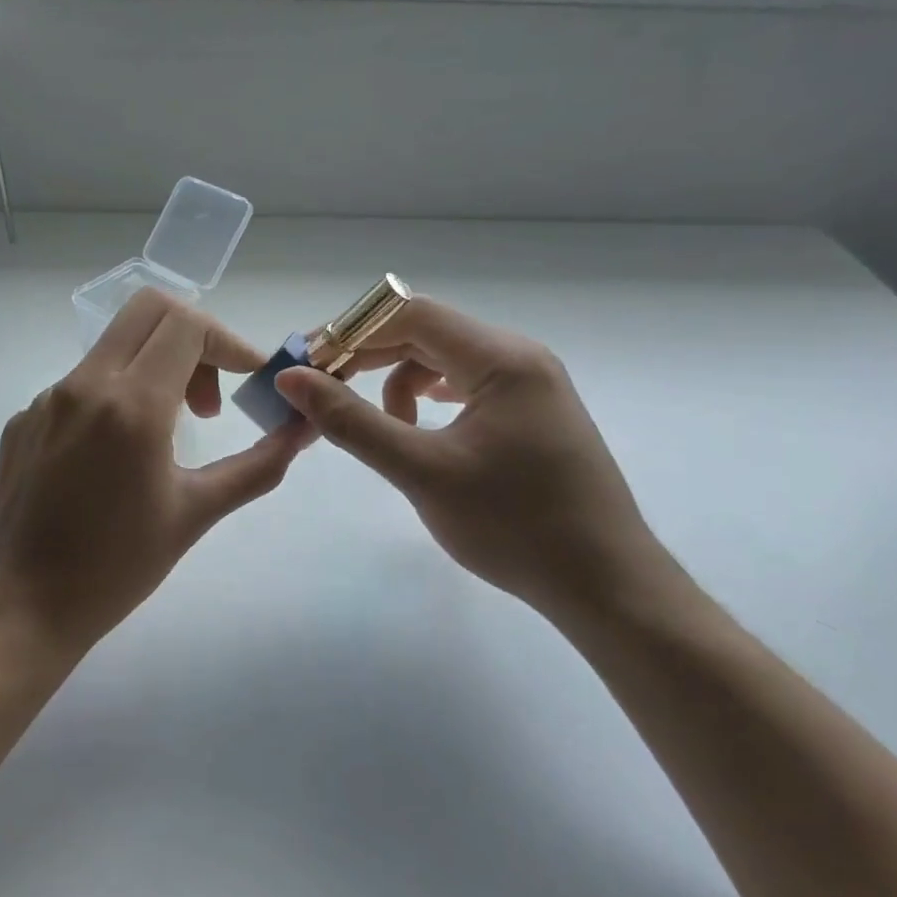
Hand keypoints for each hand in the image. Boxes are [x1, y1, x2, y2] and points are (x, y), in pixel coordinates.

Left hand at [0, 290, 307, 658]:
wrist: (26, 606)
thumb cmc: (119, 566)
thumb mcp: (197, 512)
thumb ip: (258, 465)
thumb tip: (302, 431)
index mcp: (131, 404)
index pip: (187, 325)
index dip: (229, 342)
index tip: (248, 381)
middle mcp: (83, 385)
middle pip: (148, 310)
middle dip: (194, 339)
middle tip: (208, 399)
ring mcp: (46, 400)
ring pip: (113, 347)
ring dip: (154, 369)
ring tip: (168, 436)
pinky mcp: (24, 420)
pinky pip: (80, 385)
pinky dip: (115, 398)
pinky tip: (116, 459)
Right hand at [276, 298, 667, 620]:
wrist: (603, 583)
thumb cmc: (513, 526)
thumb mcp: (421, 471)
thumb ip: (352, 422)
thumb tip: (293, 379)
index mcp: (501, 359)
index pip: (410, 314)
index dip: (351, 333)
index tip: (308, 366)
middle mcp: (519, 357)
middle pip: (426, 331)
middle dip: (368, 356)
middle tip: (321, 391)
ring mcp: (530, 385)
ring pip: (443, 359)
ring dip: (397, 380)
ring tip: (379, 425)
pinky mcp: (531, 412)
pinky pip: (465, 385)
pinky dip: (427, 398)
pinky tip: (415, 426)